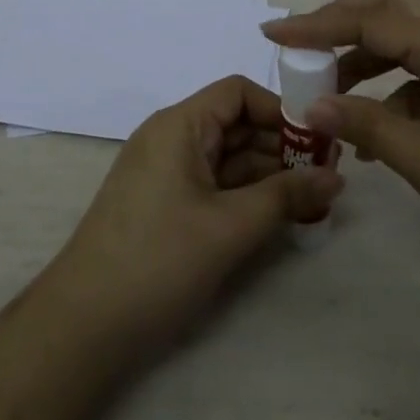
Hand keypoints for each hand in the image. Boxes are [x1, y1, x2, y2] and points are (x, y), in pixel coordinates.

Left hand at [46, 75, 344, 350]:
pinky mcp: (164, 206)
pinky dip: (246, 195)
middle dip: (281, 145)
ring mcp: (165, 174)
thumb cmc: (159, 260)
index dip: (280, 109)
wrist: (83, 327)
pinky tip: (280, 216)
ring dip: (268, 173)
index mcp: (179, 125)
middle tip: (329, 172)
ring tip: (315, 197)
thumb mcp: (230, 227)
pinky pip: (214, 185)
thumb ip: (286, 197)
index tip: (318, 138)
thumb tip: (336, 176)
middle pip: (235, 124)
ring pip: (227, 158)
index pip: (237, 93)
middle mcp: (171, 139)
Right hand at [262, 0, 419, 287]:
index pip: (371, 21)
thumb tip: (313, 104)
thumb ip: (371, 128)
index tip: (273, 35)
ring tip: (328, 93)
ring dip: (366, 57)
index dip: (318, 26)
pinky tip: (375, 133)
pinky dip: (394, 90)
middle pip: (393, 9)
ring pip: (409, 41)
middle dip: (342, 21)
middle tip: (301, 45)